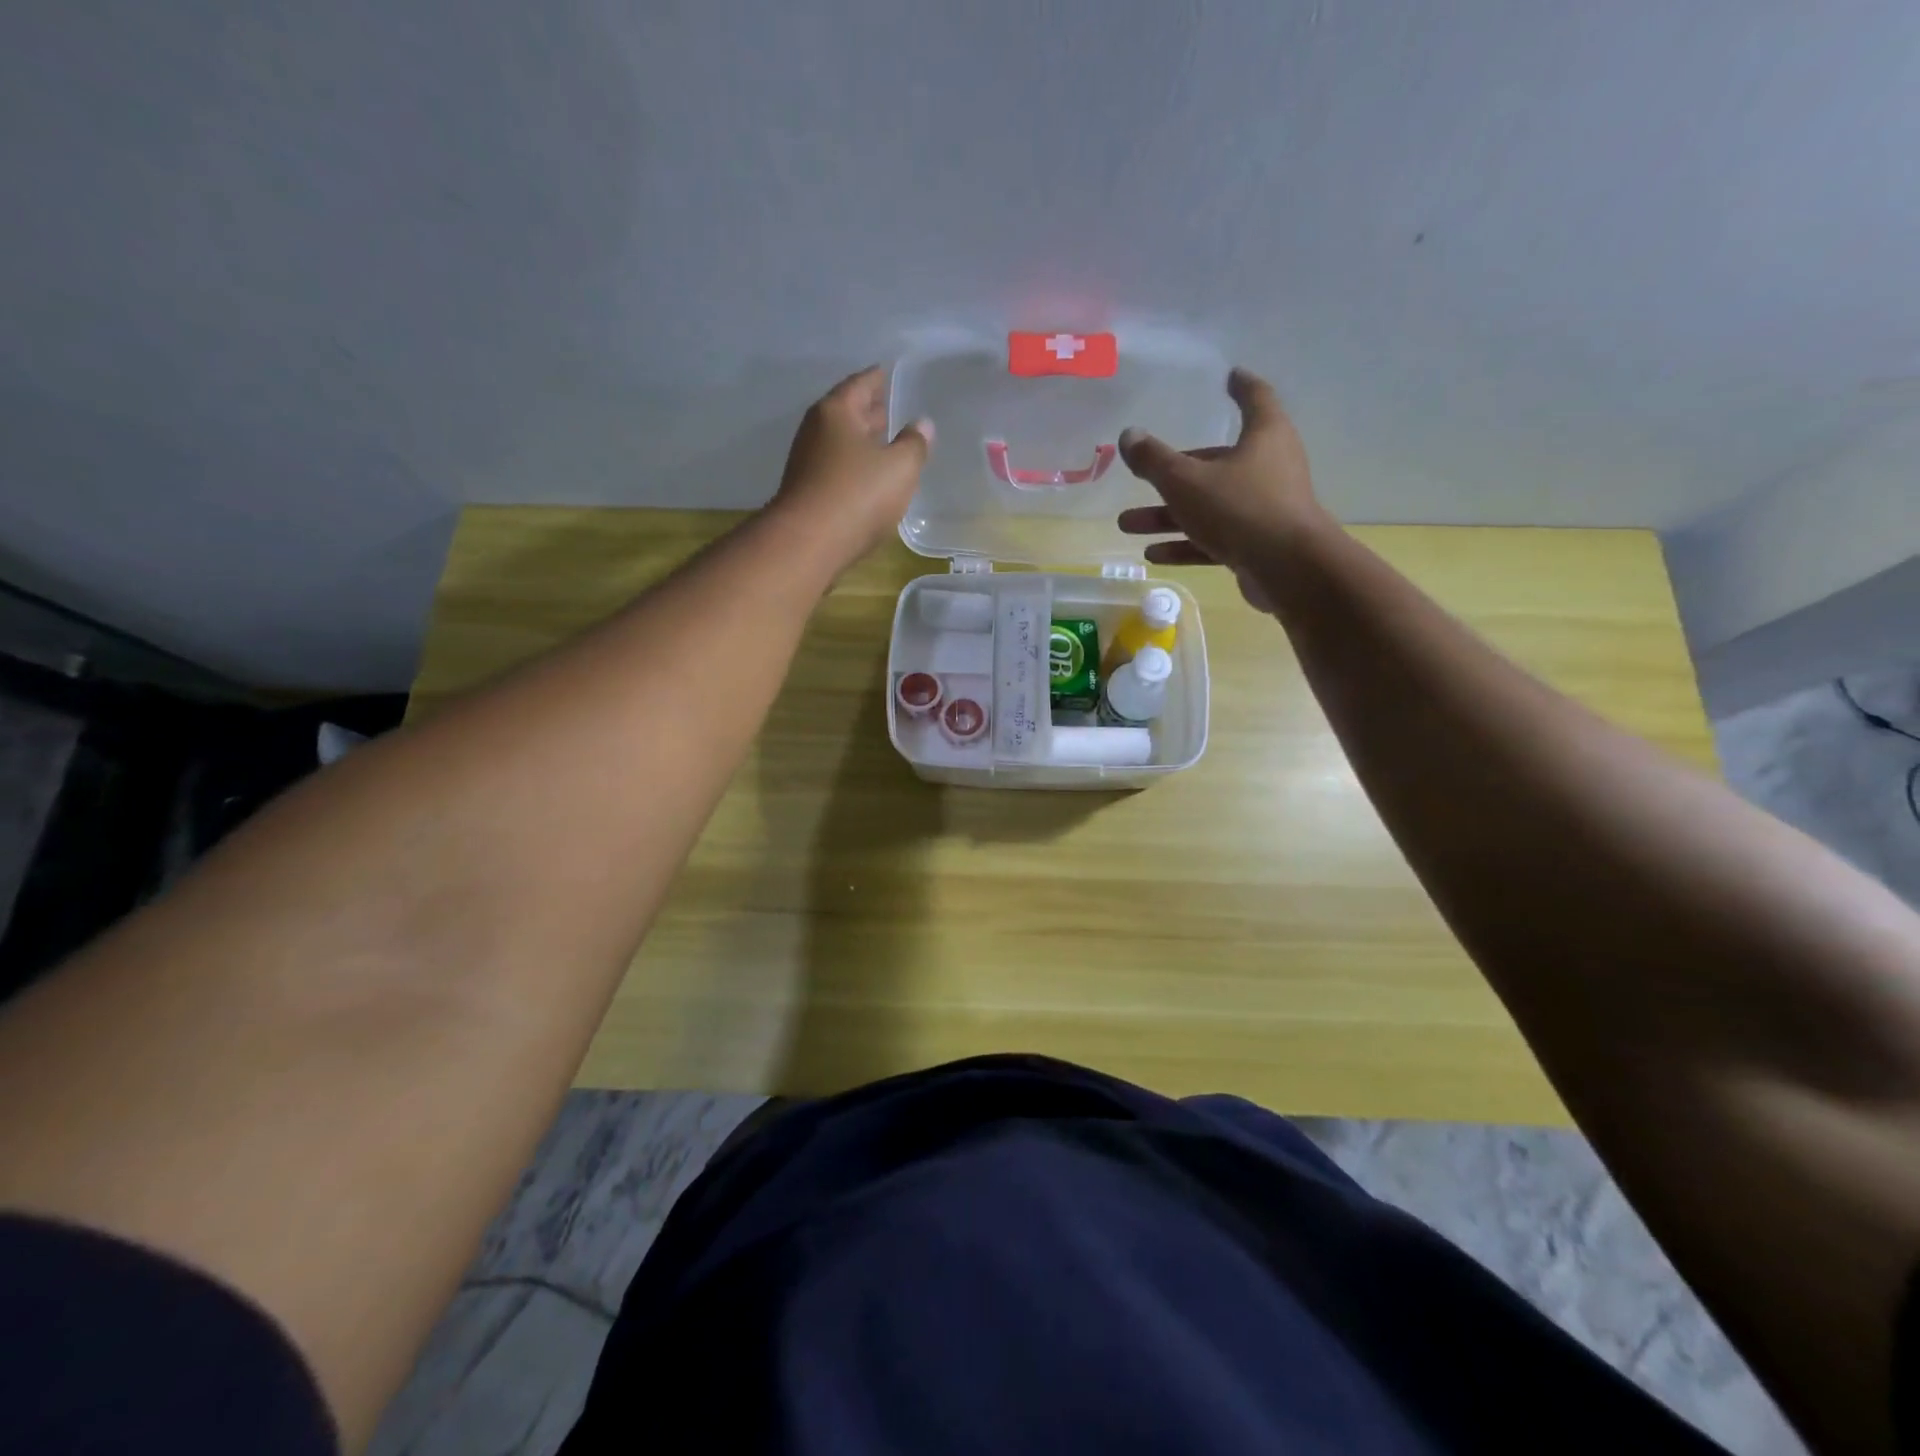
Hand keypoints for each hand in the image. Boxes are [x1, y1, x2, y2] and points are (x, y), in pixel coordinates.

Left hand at [768, 366, 932, 569]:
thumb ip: (915, 443)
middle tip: (894, 409)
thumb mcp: (900, 468)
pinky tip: (870, 478)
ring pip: (842, 442)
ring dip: (863, 441)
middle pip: (848, 412)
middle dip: (871, 412)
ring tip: (887, 444)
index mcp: (836, 411)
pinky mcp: (808, 492)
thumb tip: (922, 424)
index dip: (879, 379)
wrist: (808, 544)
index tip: (892, 374)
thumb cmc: (857, 495)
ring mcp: (807, 462)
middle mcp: (816, 430)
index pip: (861, 384)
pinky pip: (837, 468)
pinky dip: (854, 466)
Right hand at [1115, 368, 1322, 609]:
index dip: (1240, 387)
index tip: (1229, 377)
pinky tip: (1153, 555)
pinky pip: (1215, 539)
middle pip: (1215, 463)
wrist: (1288, 569)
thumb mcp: (1186, 481)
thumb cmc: (1239, 509)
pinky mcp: (1258, 545)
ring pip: (1208, 506)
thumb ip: (1154, 460)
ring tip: (1128, 525)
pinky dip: (1186, 544)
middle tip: (1141, 477)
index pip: (1255, 398)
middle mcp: (1269, 467)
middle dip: (1172, 474)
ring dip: (1168, 516)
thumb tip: (1129, 435)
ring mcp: (1264, 509)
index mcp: (1263, 436)